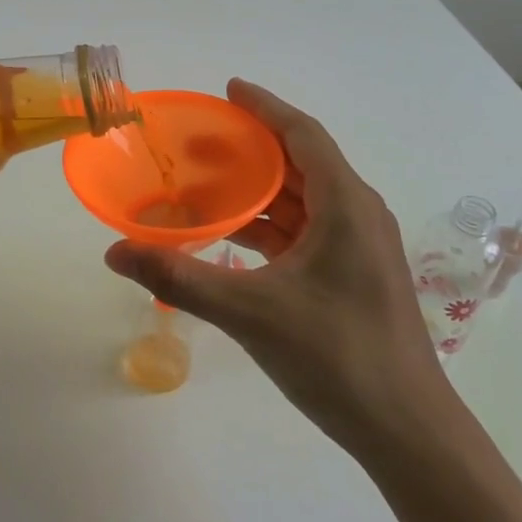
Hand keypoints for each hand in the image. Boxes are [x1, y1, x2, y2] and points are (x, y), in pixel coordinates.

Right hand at [104, 79, 449, 454]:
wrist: (407, 432)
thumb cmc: (337, 357)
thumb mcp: (251, 312)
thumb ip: (180, 278)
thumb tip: (115, 252)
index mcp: (345, 204)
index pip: (303, 134)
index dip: (265, 107)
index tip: (228, 89)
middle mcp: (356, 214)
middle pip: (300, 162)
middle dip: (250, 148)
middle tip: (198, 141)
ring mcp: (356, 246)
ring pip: (300, 200)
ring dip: (256, 190)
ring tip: (204, 184)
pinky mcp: (350, 275)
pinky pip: (303, 232)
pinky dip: (266, 226)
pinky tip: (228, 236)